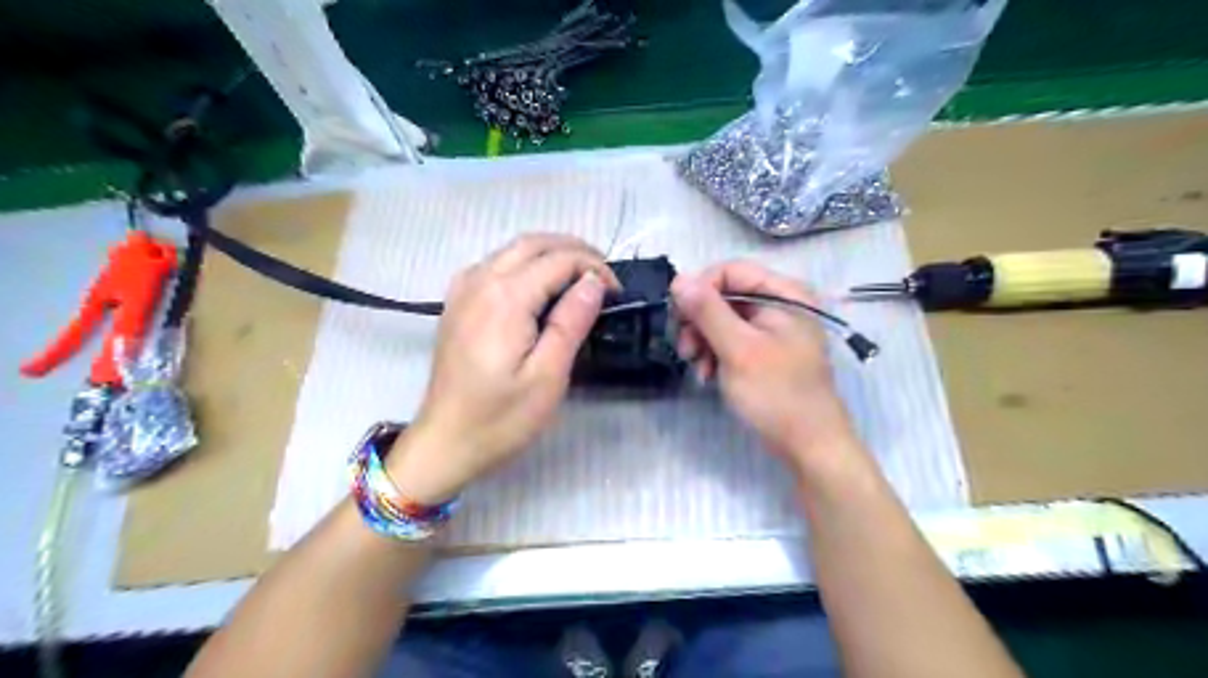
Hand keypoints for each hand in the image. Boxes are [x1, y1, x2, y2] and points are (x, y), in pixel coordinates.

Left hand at [387, 233, 617, 503]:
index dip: (594, 269)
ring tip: (580, 280)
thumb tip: (594, 282)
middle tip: (604, 278)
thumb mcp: (548, 376)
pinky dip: (526, 264)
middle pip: (534, 243)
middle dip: (575, 251)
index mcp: (505, 297)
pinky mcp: (457, 302)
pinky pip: (496, 264)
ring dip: (551, 254)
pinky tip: (539, 288)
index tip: (617, 294)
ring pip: (513, 249)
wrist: (445, 442)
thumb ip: (571, 322)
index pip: (559, 259)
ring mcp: (463, 289)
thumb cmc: (501, 418)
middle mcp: (480, 280)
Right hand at [669, 261, 858, 471]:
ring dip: (703, 340)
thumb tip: (678, 279)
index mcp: (784, 294)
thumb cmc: (777, 394)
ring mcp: (772, 330)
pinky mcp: (764, 352)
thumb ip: (708, 312)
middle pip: (724, 295)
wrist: (808, 445)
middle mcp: (779, 305)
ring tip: (697, 366)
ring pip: (723, 319)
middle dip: (699, 320)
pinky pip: (730, 340)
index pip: (730, 271)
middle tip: (685, 348)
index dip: (700, 288)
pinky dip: (714, 353)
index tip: (678, 317)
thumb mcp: (739, 349)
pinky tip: (708, 375)